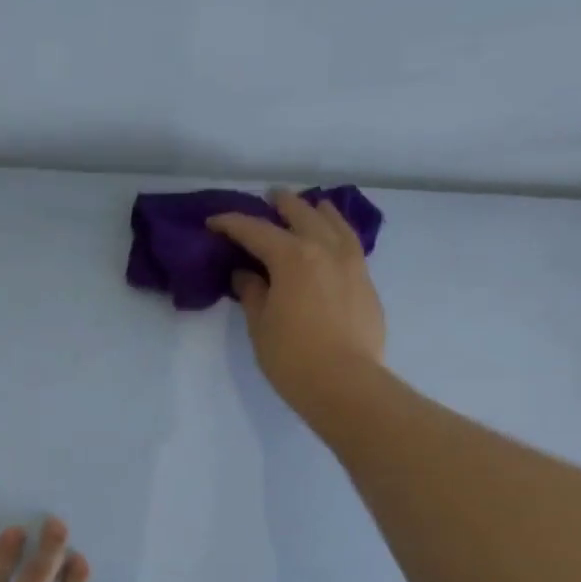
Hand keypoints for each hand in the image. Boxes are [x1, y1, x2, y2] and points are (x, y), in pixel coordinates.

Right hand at [207, 190, 386, 414]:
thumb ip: (252, 293)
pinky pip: (351, 243)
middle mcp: (324, 249)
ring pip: (335, 223)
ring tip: (311, 206)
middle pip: (301, 215)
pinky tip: (335, 239)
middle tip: (268, 198)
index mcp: (291, 257)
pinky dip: (339, 232)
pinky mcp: (366, 282)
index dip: (232, 224)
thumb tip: (246, 274)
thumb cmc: (292, 357)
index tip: (214, 222)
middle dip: (281, 205)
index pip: (256, 231)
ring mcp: (351, 264)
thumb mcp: (260, 326)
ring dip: (318, 211)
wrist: (345, 383)